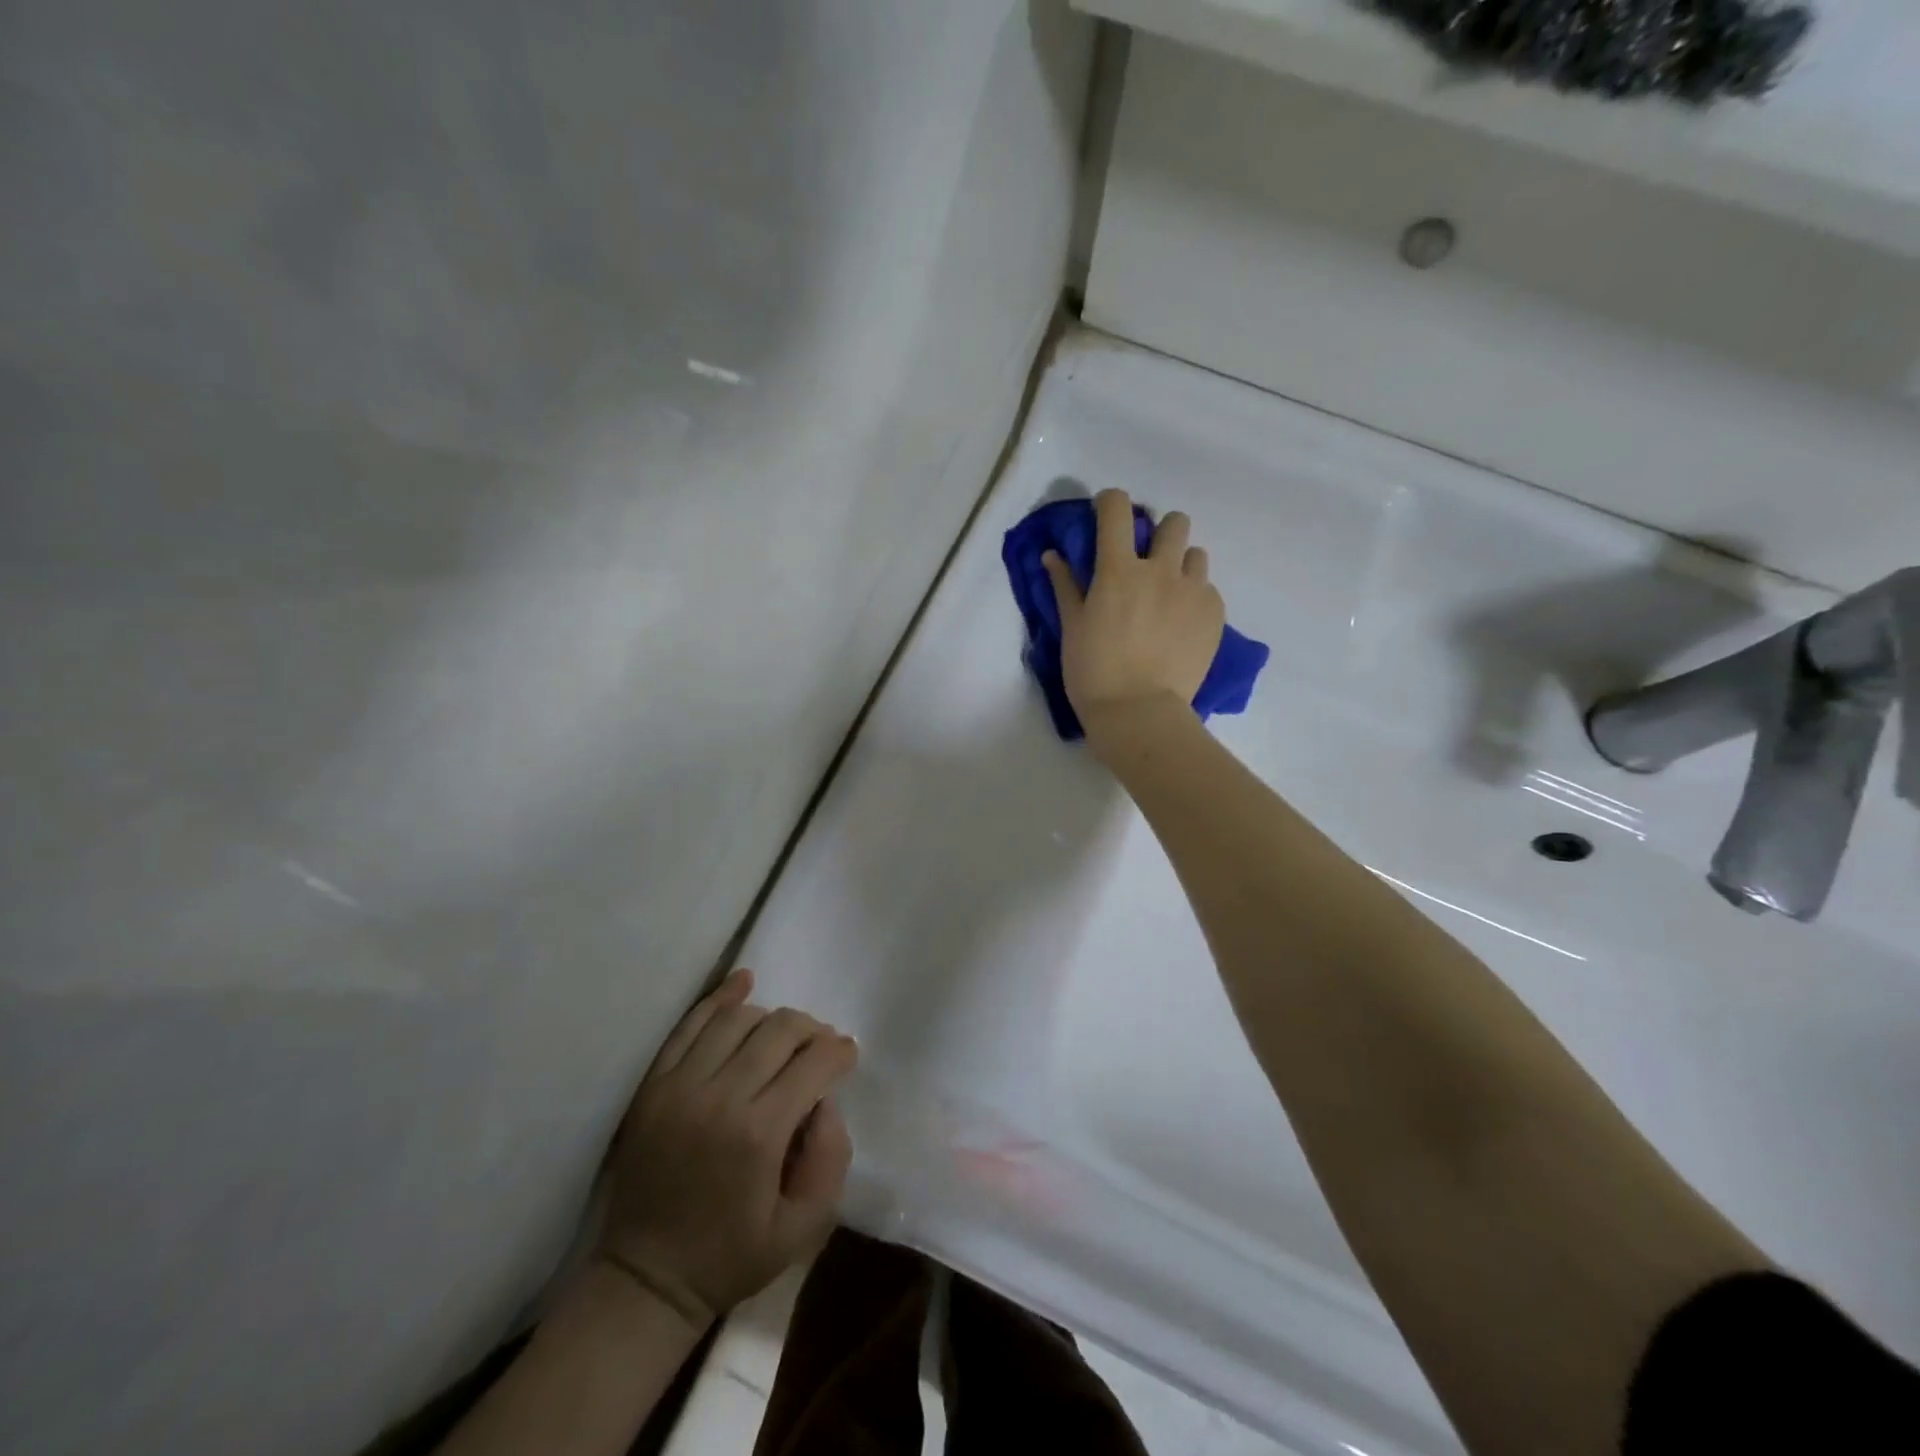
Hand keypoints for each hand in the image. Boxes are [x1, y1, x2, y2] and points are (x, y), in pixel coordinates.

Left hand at [600, 970, 855, 1328]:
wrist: (645, 1279)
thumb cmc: (731, 1255)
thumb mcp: (802, 1230)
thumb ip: (831, 1160)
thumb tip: (826, 1101)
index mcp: (759, 1135)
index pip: (813, 1063)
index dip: (838, 1052)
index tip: (847, 1056)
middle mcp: (719, 1098)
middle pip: (779, 1030)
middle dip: (811, 1030)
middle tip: (821, 1046)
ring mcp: (680, 1086)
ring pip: (738, 1019)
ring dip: (772, 1018)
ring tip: (784, 1036)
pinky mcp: (654, 1085)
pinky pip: (689, 1024)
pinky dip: (720, 998)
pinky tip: (744, 983)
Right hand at [1042, 488, 1224, 733]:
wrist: (1139, 713)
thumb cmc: (1093, 672)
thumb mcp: (1072, 628)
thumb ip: (1066, 585)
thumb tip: (1052, 555)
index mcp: (1119, 570)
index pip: (1117, 508)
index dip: (1110, 503)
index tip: (1106, 516)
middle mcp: (1160, 570)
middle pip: (1174, 521)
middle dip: (1159, 532)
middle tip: (1146, 561)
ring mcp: (1193, 591)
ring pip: (1196, 554)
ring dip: (1181, 564)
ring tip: (1168, 594)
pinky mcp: (1214, 614)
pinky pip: (1208, 589)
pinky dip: (1194, 598)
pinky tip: (1181, 625)